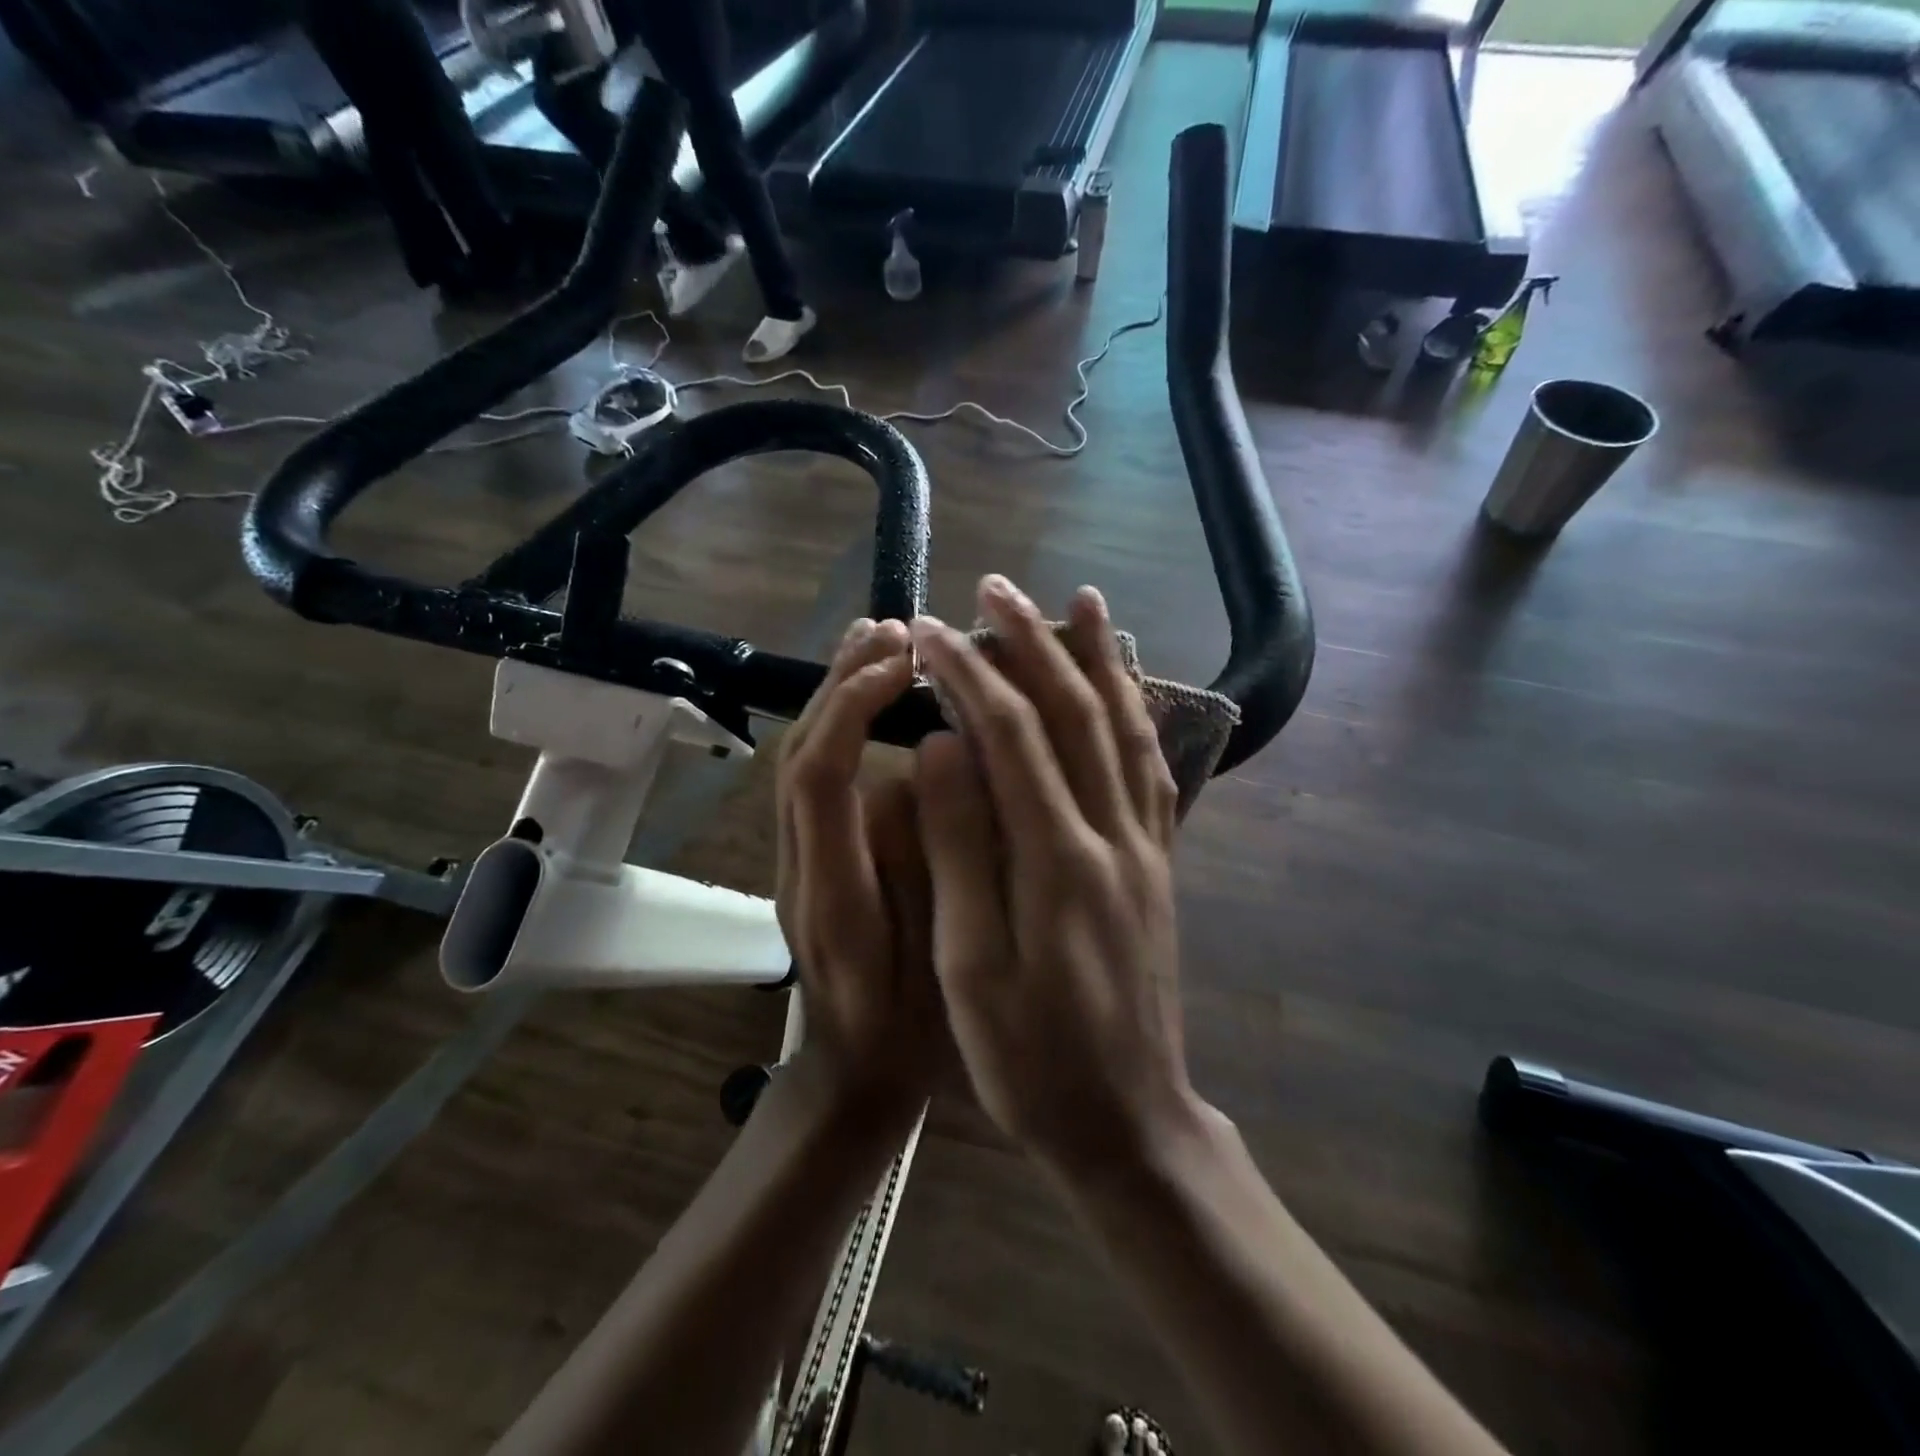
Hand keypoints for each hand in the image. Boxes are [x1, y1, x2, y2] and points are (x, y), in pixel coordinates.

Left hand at [776, 617, 941, 1115]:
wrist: (855, 1078)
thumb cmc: (913, 1031)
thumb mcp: (942, 958)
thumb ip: (929, 862)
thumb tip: (922, 768)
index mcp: (833, 895)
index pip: (821, 778)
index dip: (853, 709)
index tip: (904, 663)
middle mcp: (800, 867)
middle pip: (798, 754)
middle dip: (839, 685)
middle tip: (893, 631)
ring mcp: (796, 863)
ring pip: (798, 760)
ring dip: (833, 697)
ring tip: (877, 643)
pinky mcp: (808, 860)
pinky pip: (812, 777)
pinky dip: (836, 726)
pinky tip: (871, 701)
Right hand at [910, 577, 1200, 1178]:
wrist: (1129, 1120)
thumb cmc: (1030, 1058)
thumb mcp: (972, 964)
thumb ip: (960, 848)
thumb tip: (942, 747)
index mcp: (1058, 859)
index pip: (1009, 734)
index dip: (968, 673)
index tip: (927, 631)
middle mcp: (1113, 834)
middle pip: (1073, 711)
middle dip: (1031, 641)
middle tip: (994, 587)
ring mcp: (1146, 845)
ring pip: (1124, 727)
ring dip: (1098, 658)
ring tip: (1080, 601)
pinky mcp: (1159, 862)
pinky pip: (1152, 767)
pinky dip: (1138, 711)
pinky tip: (1127, 685)